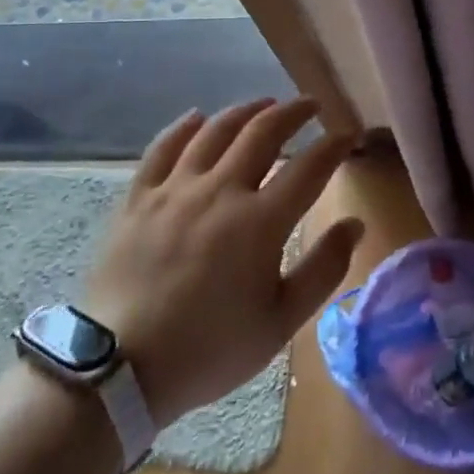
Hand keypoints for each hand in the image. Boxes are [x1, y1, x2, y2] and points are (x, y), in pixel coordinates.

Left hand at [82, 98, 363, 422]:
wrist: (118, 369)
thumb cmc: (209, 349)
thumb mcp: (280, 323)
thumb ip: (323, 269)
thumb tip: (355, 224)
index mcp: (260, 221)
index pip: (309, 167)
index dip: (333, 145)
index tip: (348, 133)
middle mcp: (220, 190)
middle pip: (262, 133)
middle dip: (293, 112)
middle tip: (310, 104)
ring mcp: (175, 189)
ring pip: (215, 131)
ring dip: (245, 111)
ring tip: (264, 104)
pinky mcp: (139, 198)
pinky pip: (163, 147)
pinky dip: (184, 127)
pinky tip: (197, 117)